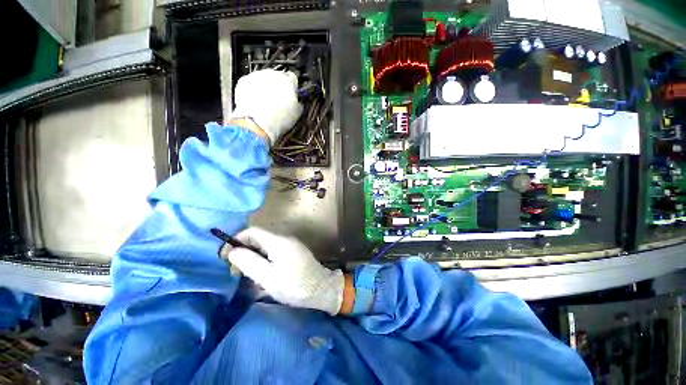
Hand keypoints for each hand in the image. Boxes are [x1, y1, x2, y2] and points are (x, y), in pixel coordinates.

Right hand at [221, 227, 344, 314]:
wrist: (321, 289)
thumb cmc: (294, 285)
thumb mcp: (267, 277)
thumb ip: (248, 262)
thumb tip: (233, 251)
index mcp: (278, 241)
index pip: (252, 232)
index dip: (236, 241)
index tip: (225, 258)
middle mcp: (285, 239)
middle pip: (258, 239)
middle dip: (244, 252)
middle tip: (236, 272)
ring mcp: (291, 246)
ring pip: (265, 248)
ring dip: (254, 259)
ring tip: (249, 278)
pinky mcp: (294, 253)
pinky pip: (274, 253)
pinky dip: (264, 262)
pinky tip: (263, 277)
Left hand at [231, 70, 302, 143]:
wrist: (256, 124)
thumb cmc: (279, 119)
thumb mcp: (297, 114)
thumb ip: (299, 103)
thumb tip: (298, 102)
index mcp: (288, 80)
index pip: (293, 78)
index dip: (293, 88)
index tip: (291, 96)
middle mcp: (272, 73)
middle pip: (277, 77)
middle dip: (278, 87)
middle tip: (278, 102)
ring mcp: (256, 75)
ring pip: (263, 79)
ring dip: (265, 88)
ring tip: (266, 104)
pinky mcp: (243, 81)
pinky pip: (251, 83)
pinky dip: (253, 91)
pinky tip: (255, 103)